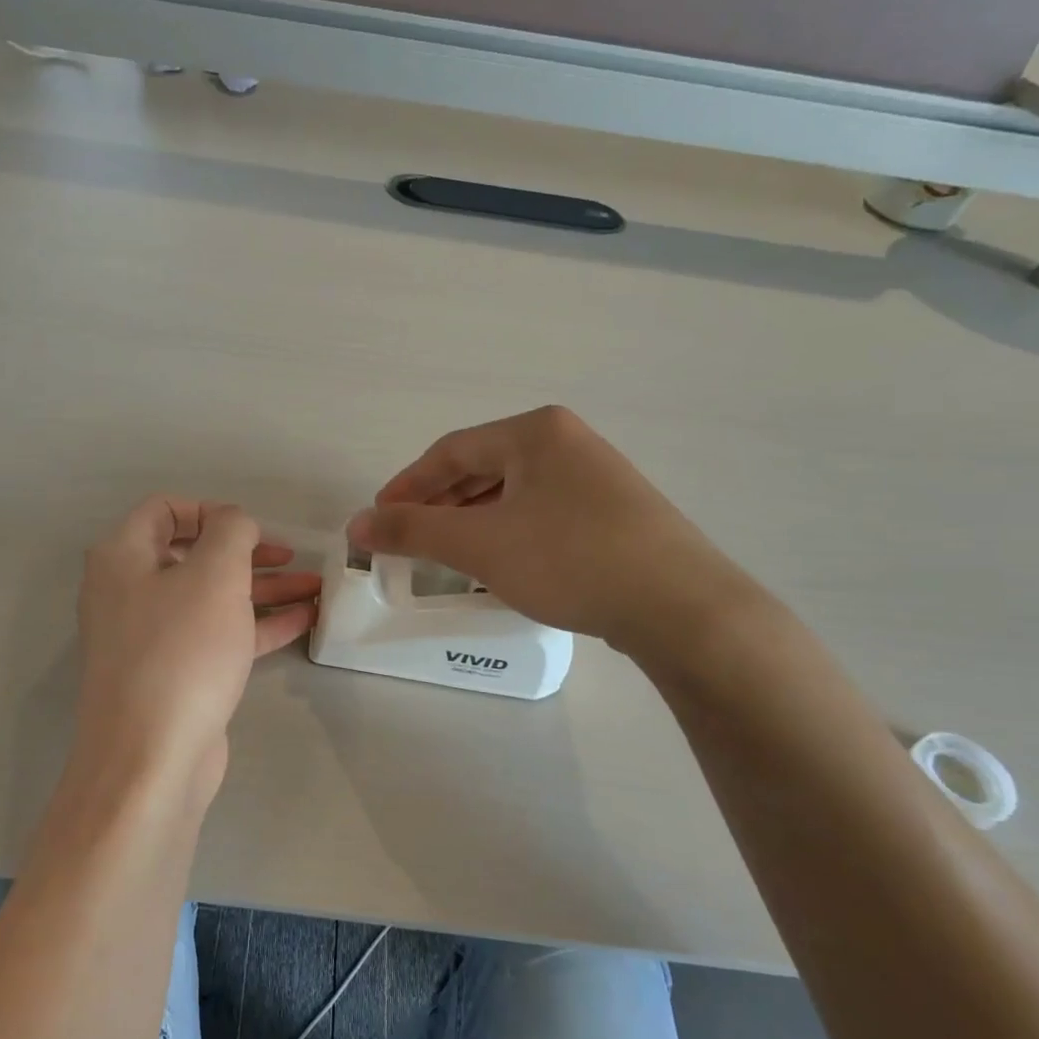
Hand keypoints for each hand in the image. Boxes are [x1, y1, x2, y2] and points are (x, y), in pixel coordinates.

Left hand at [75, 498, 319, 797]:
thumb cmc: (181, 652)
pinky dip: (256, 624)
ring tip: (315, 587)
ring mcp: (151, 637)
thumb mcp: (215, 575)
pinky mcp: (174, 674)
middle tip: (292, 556)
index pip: (164, 509)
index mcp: (122, 558)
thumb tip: (234, 522)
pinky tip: (302, 620)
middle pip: (193, 555)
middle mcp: (129, 592)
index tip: (251, 529)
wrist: (151, 760)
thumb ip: (231, 531)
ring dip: (262, 588)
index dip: (211, 510)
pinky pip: (217, 635)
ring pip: (211, 597)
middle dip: (248, 552)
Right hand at [346, 406, 759, 657]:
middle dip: (439, 504)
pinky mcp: (616, 512)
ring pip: (513, 493)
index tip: (378, 519)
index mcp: (535, 432)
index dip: (407, 486)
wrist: (682, 606)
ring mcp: (598, 476)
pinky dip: (509, 532)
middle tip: (408, 538)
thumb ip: (412, 530)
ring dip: (472, 520)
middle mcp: (568, 442)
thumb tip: (357, 524)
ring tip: (447, 554)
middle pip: (482, 468)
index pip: (450, 451)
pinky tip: (502, 563)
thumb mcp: (479, 544)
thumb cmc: (570, 559)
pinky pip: (542, 512)